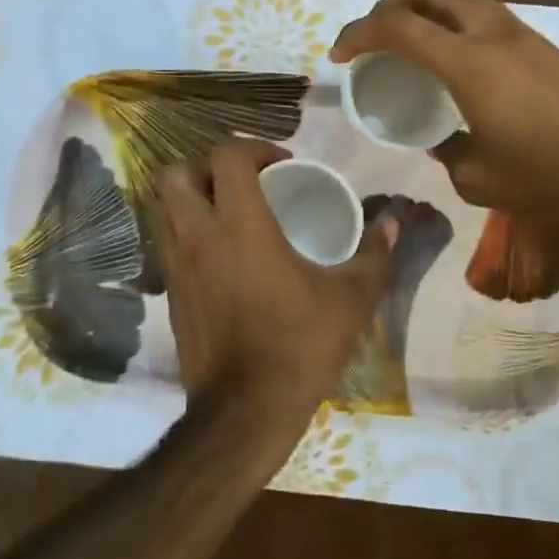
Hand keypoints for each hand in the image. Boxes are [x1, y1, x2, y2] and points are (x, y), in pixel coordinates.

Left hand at [156, 140, 396, 440]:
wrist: (245, 411)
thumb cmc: (299, 345)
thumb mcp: (351, 298)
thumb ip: (375, 253)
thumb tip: (394, 221)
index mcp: (240, 224)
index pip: (227, 156)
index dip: (253, 147)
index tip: (282, 164)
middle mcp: (199, 235)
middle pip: (177, 174)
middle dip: (208, 166)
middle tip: (244, 182)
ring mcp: (176, 266)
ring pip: (164, 207)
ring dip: (192, 196)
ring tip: (228, 210)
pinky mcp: (170, 294)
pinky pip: (167, 242)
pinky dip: (187, 231)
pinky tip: (219, 254)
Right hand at [331, 0, 558, 236]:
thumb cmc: (547, 175)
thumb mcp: (478, 178)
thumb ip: (446, 153)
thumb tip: (438, 140)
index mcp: (469, 65)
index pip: (399, 28)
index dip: (360, 34)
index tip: (341, 55)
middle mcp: (491, 35)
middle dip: (390, 7)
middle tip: (373, 37)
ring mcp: (520, 35)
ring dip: (426, 9)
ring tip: (411, 40)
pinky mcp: (540, 45)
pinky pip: (484, 15)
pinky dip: (455, 22)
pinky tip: (455, 57)